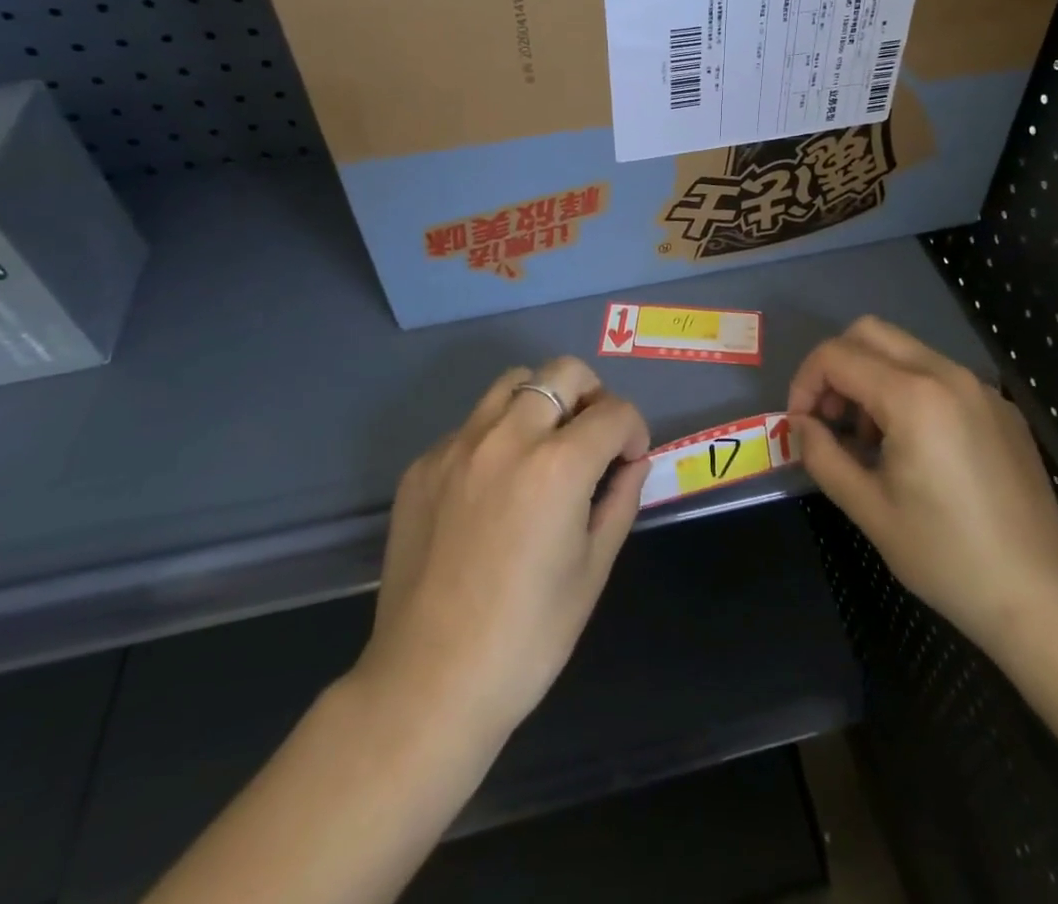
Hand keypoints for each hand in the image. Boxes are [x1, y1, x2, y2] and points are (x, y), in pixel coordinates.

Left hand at [356, 358, 650, 751]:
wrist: (428, 685)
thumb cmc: (527, 637)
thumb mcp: (593, 568)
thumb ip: (620, 500)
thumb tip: (631, 463)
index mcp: (558, 465)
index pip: (614, 412)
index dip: (634, 431)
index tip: (629, 462)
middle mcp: (506, 438)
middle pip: (563, 373)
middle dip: (592, 396)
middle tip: (593, 439)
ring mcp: (457, 447)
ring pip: (512, 384)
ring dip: (541, 402)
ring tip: (544, 449)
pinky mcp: (423, 466)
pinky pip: (471, 425)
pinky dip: (496, 436)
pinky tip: (494, 488)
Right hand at [790, 317, 1057, 652]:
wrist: (1041, 595)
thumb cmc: (946, 557)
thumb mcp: (868, 509)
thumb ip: (822, 455)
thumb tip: (800, 425)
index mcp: (914, 397)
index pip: (837, 356)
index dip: (804, 383)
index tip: (800, 425)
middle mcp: (948, 374)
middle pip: (870, 332)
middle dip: (836, 367)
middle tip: (830, 420)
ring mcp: (980, 387)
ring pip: (905, 350)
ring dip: (871, 378)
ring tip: (870, 441)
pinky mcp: (1000, 406)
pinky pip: (939, 374)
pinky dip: (908, 390)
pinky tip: (915, 448)